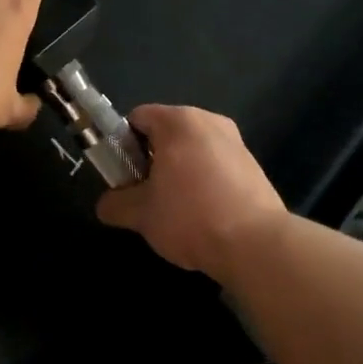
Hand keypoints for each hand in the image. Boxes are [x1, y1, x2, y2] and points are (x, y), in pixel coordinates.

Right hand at [96, 105, 287, 278]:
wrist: (256, 245)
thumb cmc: (190, 216)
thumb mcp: (141, 214)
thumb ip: (115, 204)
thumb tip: (106, 205)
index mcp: (179, 121)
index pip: (137, 118)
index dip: (123, 145)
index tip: (123, 176)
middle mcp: (210, 121)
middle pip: (167, 133)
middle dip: (152, 160)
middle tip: (145, 194)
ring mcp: (236, 142)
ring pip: (193, 150)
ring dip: (178, 172)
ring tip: (175, 209)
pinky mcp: (254, 166)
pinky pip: (216, 165)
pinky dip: (204, 182)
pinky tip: (204, 214)